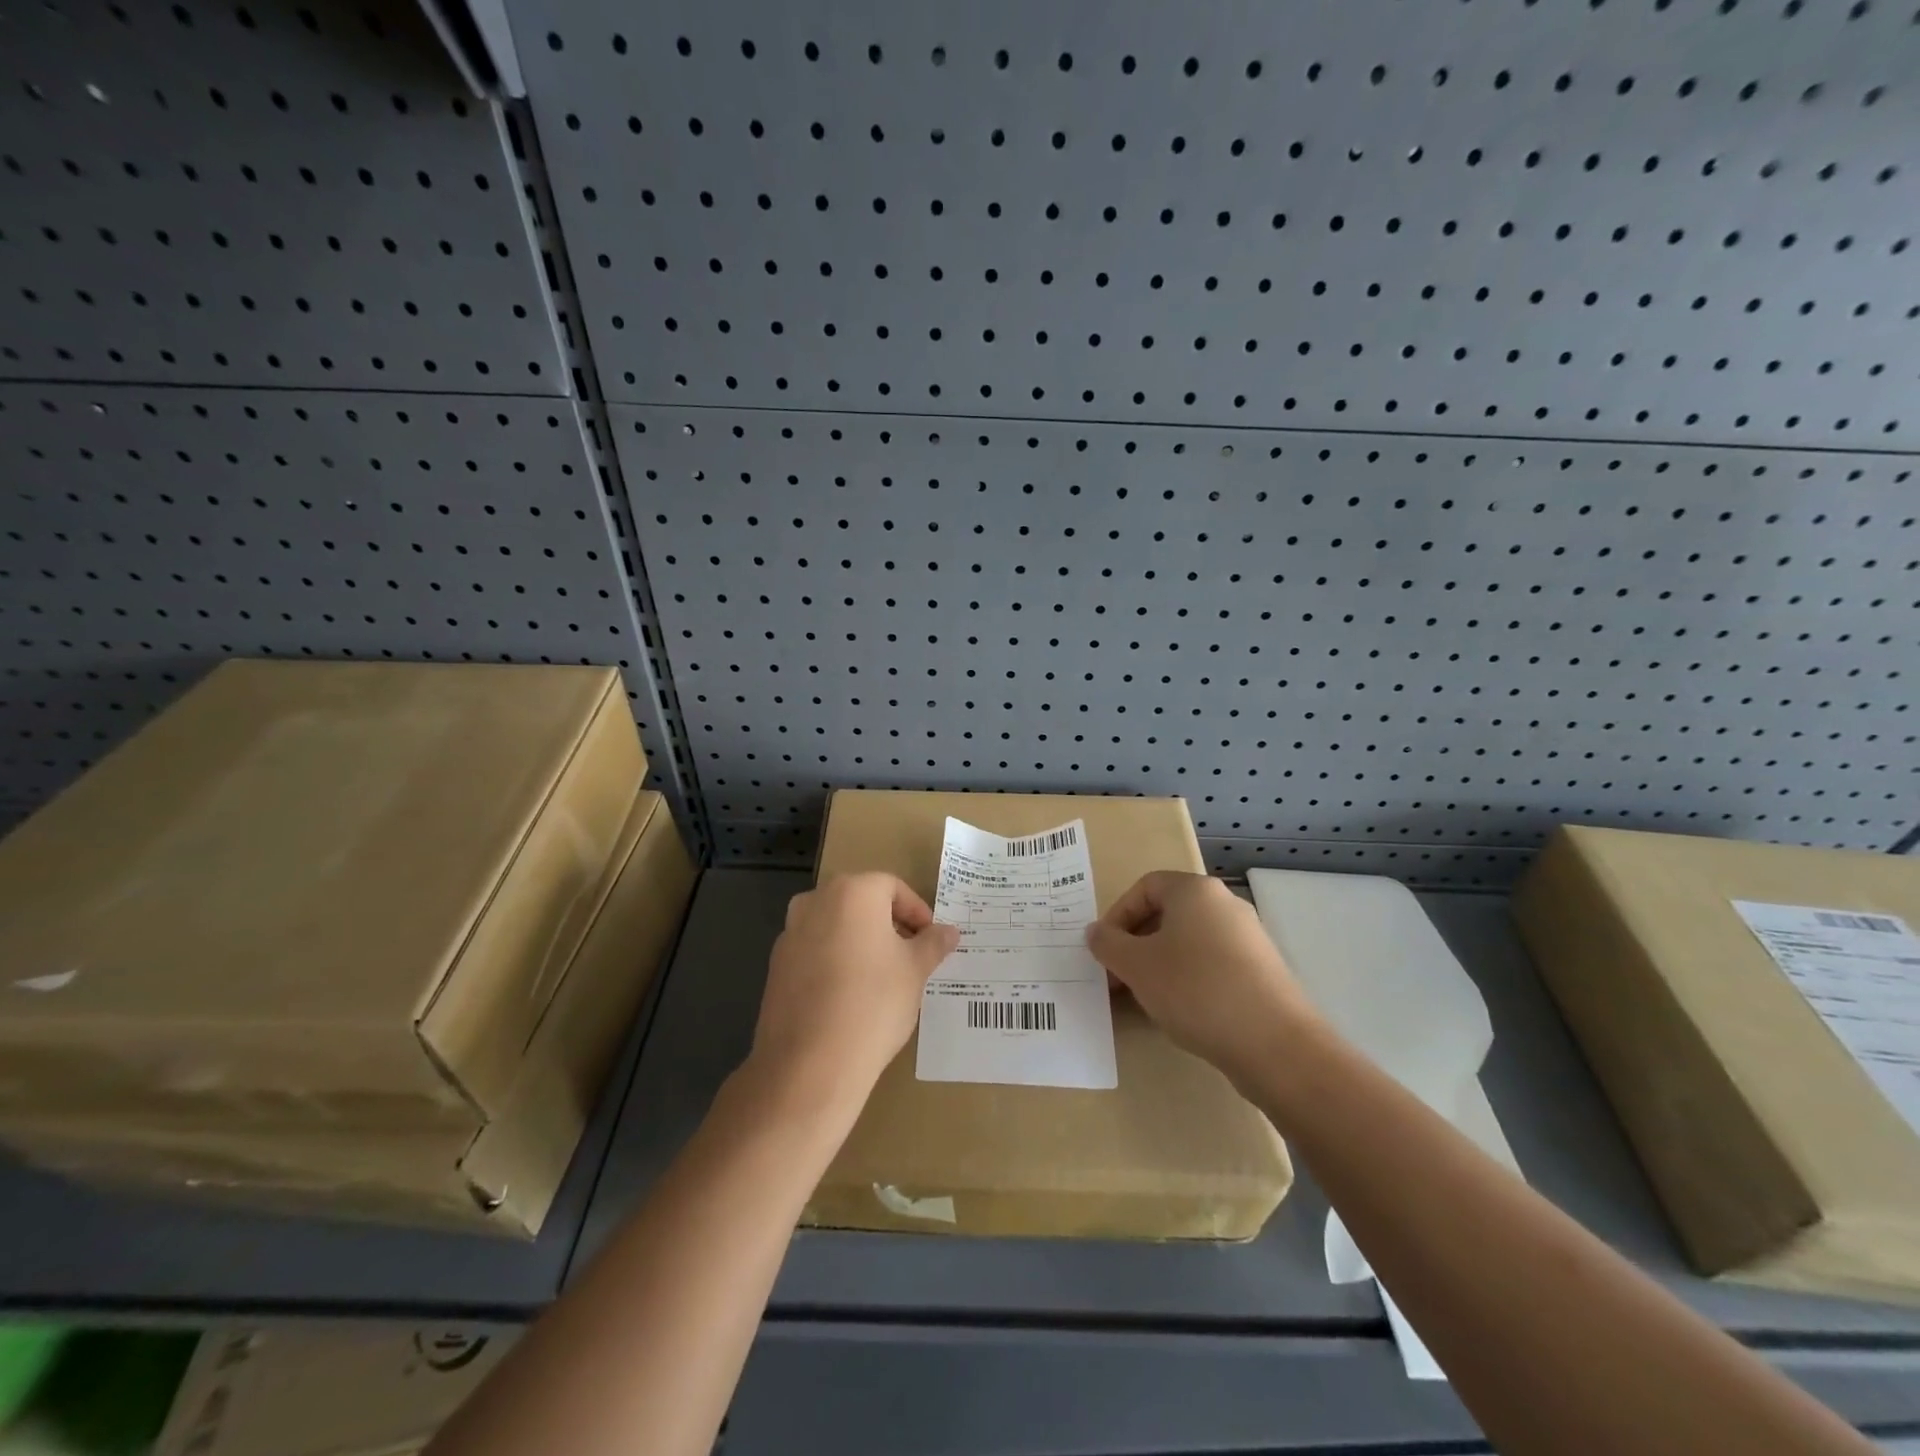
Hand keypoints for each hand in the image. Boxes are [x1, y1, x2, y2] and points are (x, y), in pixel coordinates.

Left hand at [749, 873, 959, 1118]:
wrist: (810, 1063)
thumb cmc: (873, 1003)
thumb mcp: (915, 971)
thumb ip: (933, 944)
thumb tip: (949, 931)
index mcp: (852, 892)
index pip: (892, 887)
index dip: (917, 912)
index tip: (930, 940)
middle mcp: (816, 901)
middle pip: (861, 902)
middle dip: (888, 924)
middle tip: (911, 955)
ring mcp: (790, 933)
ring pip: (835, 926)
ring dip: (860, 942)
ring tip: (882, 977)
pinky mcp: (776, 966)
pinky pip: (814, 951)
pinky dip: (835, 961)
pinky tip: (850, 996)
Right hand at [1086, 871, 1314, 1085]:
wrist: (1275, 1044)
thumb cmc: (1195, 990)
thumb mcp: (1136, 966)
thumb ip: (1108, 944)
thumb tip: (1095, 932)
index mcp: (1195, 891)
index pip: (1145, 887)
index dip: (1118, 915)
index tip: (1106, 950)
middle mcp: (1225, 904)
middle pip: (1168, 913)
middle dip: (1136, 943)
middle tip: (1119, 977)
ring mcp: (1249, 938)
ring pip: (1190, 941)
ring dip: (1160, 964)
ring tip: (1146, 998)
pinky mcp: (1263, 971)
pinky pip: (1213, 964)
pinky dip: (1189, 979)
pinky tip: (1182, 1011)